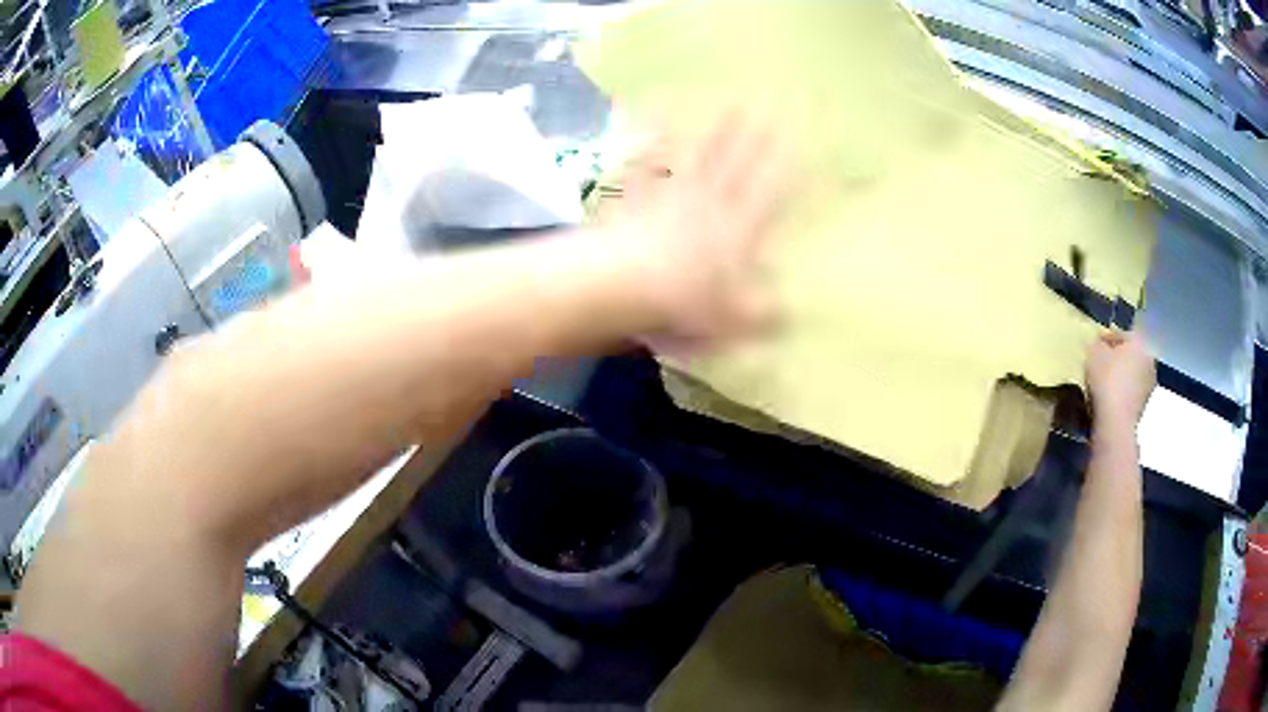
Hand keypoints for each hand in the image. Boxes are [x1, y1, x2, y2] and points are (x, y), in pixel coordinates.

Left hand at [599, 112, 792, 342]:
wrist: (617, 284)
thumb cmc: (681, 304)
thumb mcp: (733, 319)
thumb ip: (766, 313)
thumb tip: (793, 309)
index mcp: (737, 230)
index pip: (769, 190)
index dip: (787, 163)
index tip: (801, 136)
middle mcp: (708, 203)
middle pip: (737, 160)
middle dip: (758, 130)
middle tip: (771, 98)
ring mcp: (671, 193)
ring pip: (701, 152)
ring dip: (717, 125)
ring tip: (730, 98)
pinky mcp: (637, 195)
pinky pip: (650, 161)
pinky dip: (654, 138)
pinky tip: (655, 116)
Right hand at [1085, 330, 1155, 430]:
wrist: (1116, 422)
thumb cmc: (1107, 379)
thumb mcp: (1094, 353)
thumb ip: (1098, 344)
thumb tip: (1100, 346)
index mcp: (1140, 341)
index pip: (1122, 334)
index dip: (1107, 339)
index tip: (1095, 346)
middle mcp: (1149, 359)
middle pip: (1131, 354)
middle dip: (1118, 358)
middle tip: (1102, 364)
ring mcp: (1149, 384)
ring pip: (1132, 374)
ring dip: (1122, 377)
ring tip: (1105, 384)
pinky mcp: (1145, 406)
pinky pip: (1132, 393)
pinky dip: (1123, 393)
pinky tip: (1111, 399)